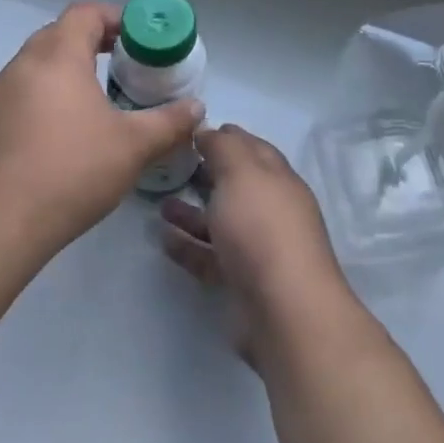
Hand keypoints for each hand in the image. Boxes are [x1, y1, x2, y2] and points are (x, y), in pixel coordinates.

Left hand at [0, 1, 204, 246]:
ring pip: (33, 70)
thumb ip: (169, 123)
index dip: (114, 18)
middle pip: (57, 36)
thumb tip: (197, 108)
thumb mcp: (133, 147)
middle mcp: (20, 67)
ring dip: (62, 77)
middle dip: (90, 45)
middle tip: (120, 69)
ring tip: (90, 109)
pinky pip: (14, 101)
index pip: (85, 13)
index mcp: (57, 57)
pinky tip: (54, 143)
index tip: (137, 39)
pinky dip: (38, 106)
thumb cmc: (70, 171)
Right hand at [159, 124, 351, 362]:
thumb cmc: (262, 228)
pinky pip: (210, 257)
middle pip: (236, 185)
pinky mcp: (241, 282)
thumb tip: (209, 130)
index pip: (252, 148)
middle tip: (170, 165)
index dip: (226, 136)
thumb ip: (223, 147)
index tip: (192, 131)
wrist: (284, 312)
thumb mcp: (241, 172)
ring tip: (159, 203)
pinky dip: (188, 246)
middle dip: (207, 173)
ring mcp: (258, 249)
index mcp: (278, 179)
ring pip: (221, 222)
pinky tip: (162, 239)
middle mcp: (271, 211)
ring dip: (192, 211)